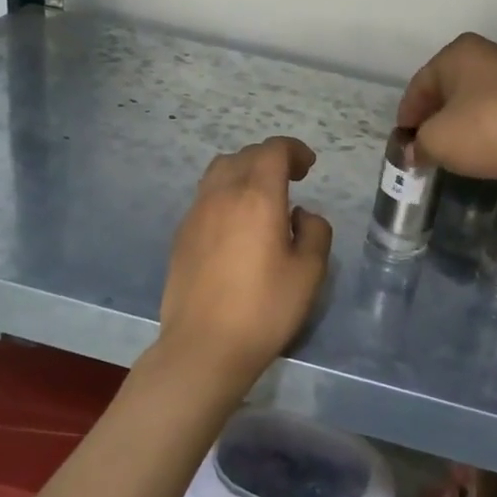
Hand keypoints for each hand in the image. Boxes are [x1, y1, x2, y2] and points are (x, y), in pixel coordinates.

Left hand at [158, 136, 333, 385]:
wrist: (204, 346)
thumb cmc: (264, 308)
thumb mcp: (310, 272)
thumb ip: (315, 232)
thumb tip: (300, 215)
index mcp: (257, 197)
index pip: (273, 151)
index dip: (294, 150)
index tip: (308, 166)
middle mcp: (222, 194)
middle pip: (245, 155)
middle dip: (271, 158)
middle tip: (292, 178)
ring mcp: (196, 213)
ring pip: (219, 171)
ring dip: (244, 171)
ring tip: (261, 195)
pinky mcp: (181, 235)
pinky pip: (205, 196)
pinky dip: (225, 193)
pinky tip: (236, 223)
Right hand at [395, 33, 496, 186]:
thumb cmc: (489, 130)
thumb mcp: (438, 142)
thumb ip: (418, 145)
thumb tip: (413, 152)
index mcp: (458, 52)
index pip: (419, 86)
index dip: (406, 117)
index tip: (403, 145)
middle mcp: (489, 53)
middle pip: (449, 89)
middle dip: (435, 119)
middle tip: (426, 149)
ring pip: (477, 100)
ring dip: (464, 124)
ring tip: (457, 153)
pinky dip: (490, 129)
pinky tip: (489, 150)